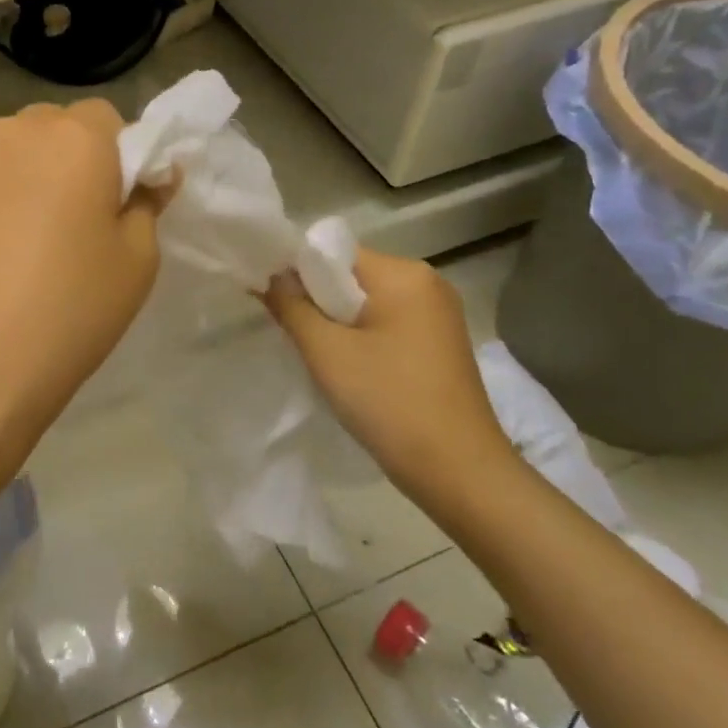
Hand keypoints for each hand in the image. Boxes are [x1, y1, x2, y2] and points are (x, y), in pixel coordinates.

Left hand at [0, 100, 163, 480]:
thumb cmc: (68, 313)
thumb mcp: (137, 263)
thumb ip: (147, 204)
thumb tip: (147, 177)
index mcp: (73, 140)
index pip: (106, 119)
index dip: (117, 157)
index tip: (113, 204)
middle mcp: (8, 133)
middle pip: (48, 129)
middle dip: (65, 161)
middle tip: (67, 226)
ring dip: (15, 180)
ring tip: (13, 248)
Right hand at [266, 250, 512, 494]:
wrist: (459, 473)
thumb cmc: (389, 402)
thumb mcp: (327, 352)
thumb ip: (290, 306)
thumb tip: (268, 276)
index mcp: (404, 274)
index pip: (334, 253)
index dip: (296, 271)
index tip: (269, 300)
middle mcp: (427, 283)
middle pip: (350, 277)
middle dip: (316, 300)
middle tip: (290, 333)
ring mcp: (438, 315)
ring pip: (366, 304)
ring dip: (336, 323)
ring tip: (317, 356)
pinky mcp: (439, 345)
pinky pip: (385, 325)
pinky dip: (360, 339)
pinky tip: (348, 370)